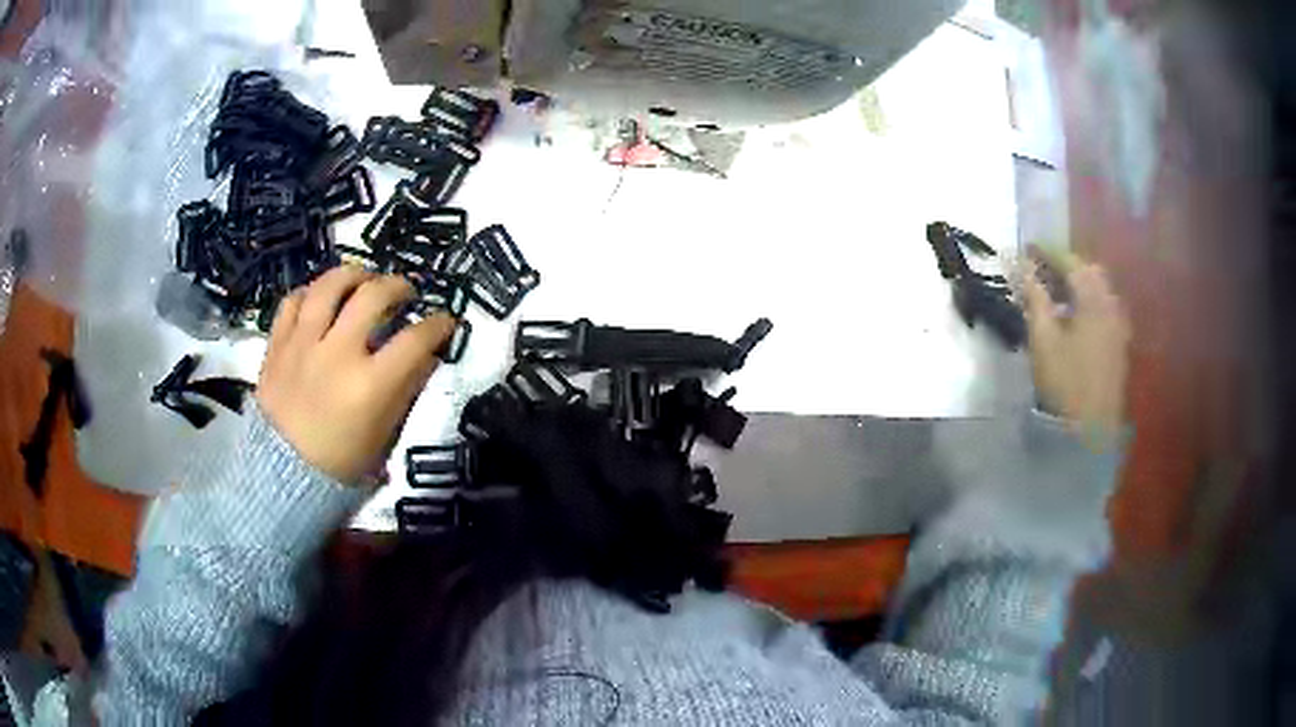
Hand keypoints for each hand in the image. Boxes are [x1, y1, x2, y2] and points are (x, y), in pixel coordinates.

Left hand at [256, 266, 455, 484]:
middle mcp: (337, 354)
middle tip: (405, 293)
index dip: (438, 324)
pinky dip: (310, 294)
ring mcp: (302, 344)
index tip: (445, 321)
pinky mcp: (277, 344)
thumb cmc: (339, 463)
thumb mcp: (382, 435)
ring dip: (354, 274)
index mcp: (369, 385)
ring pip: (329, 286)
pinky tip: (320, 300)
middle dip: (398, 286)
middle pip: (374, 295)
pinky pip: (293, 301)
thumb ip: (404, 390)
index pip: (415, 339)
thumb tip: (425, 355)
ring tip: (363, 280)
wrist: (282, 476)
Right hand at [1021, 259, 1131, 443]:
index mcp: (1093, 299)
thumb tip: (1019, 263)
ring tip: (1057, 292)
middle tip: (1043, 270)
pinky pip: (1106, 308)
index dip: (1048, 252)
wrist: (1089, 428)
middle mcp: (1111, 305)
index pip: (1070, 262)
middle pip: (1090, 272)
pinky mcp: (1119, 343)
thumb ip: (1034, 296)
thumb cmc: (1064, 379)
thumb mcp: (1043, 337)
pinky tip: (1076, 316)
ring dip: (1079, 283)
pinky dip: (1089, 301)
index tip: (1028, 248)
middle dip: (1066, 265)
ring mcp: (1118, 325)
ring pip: (1100, 290)